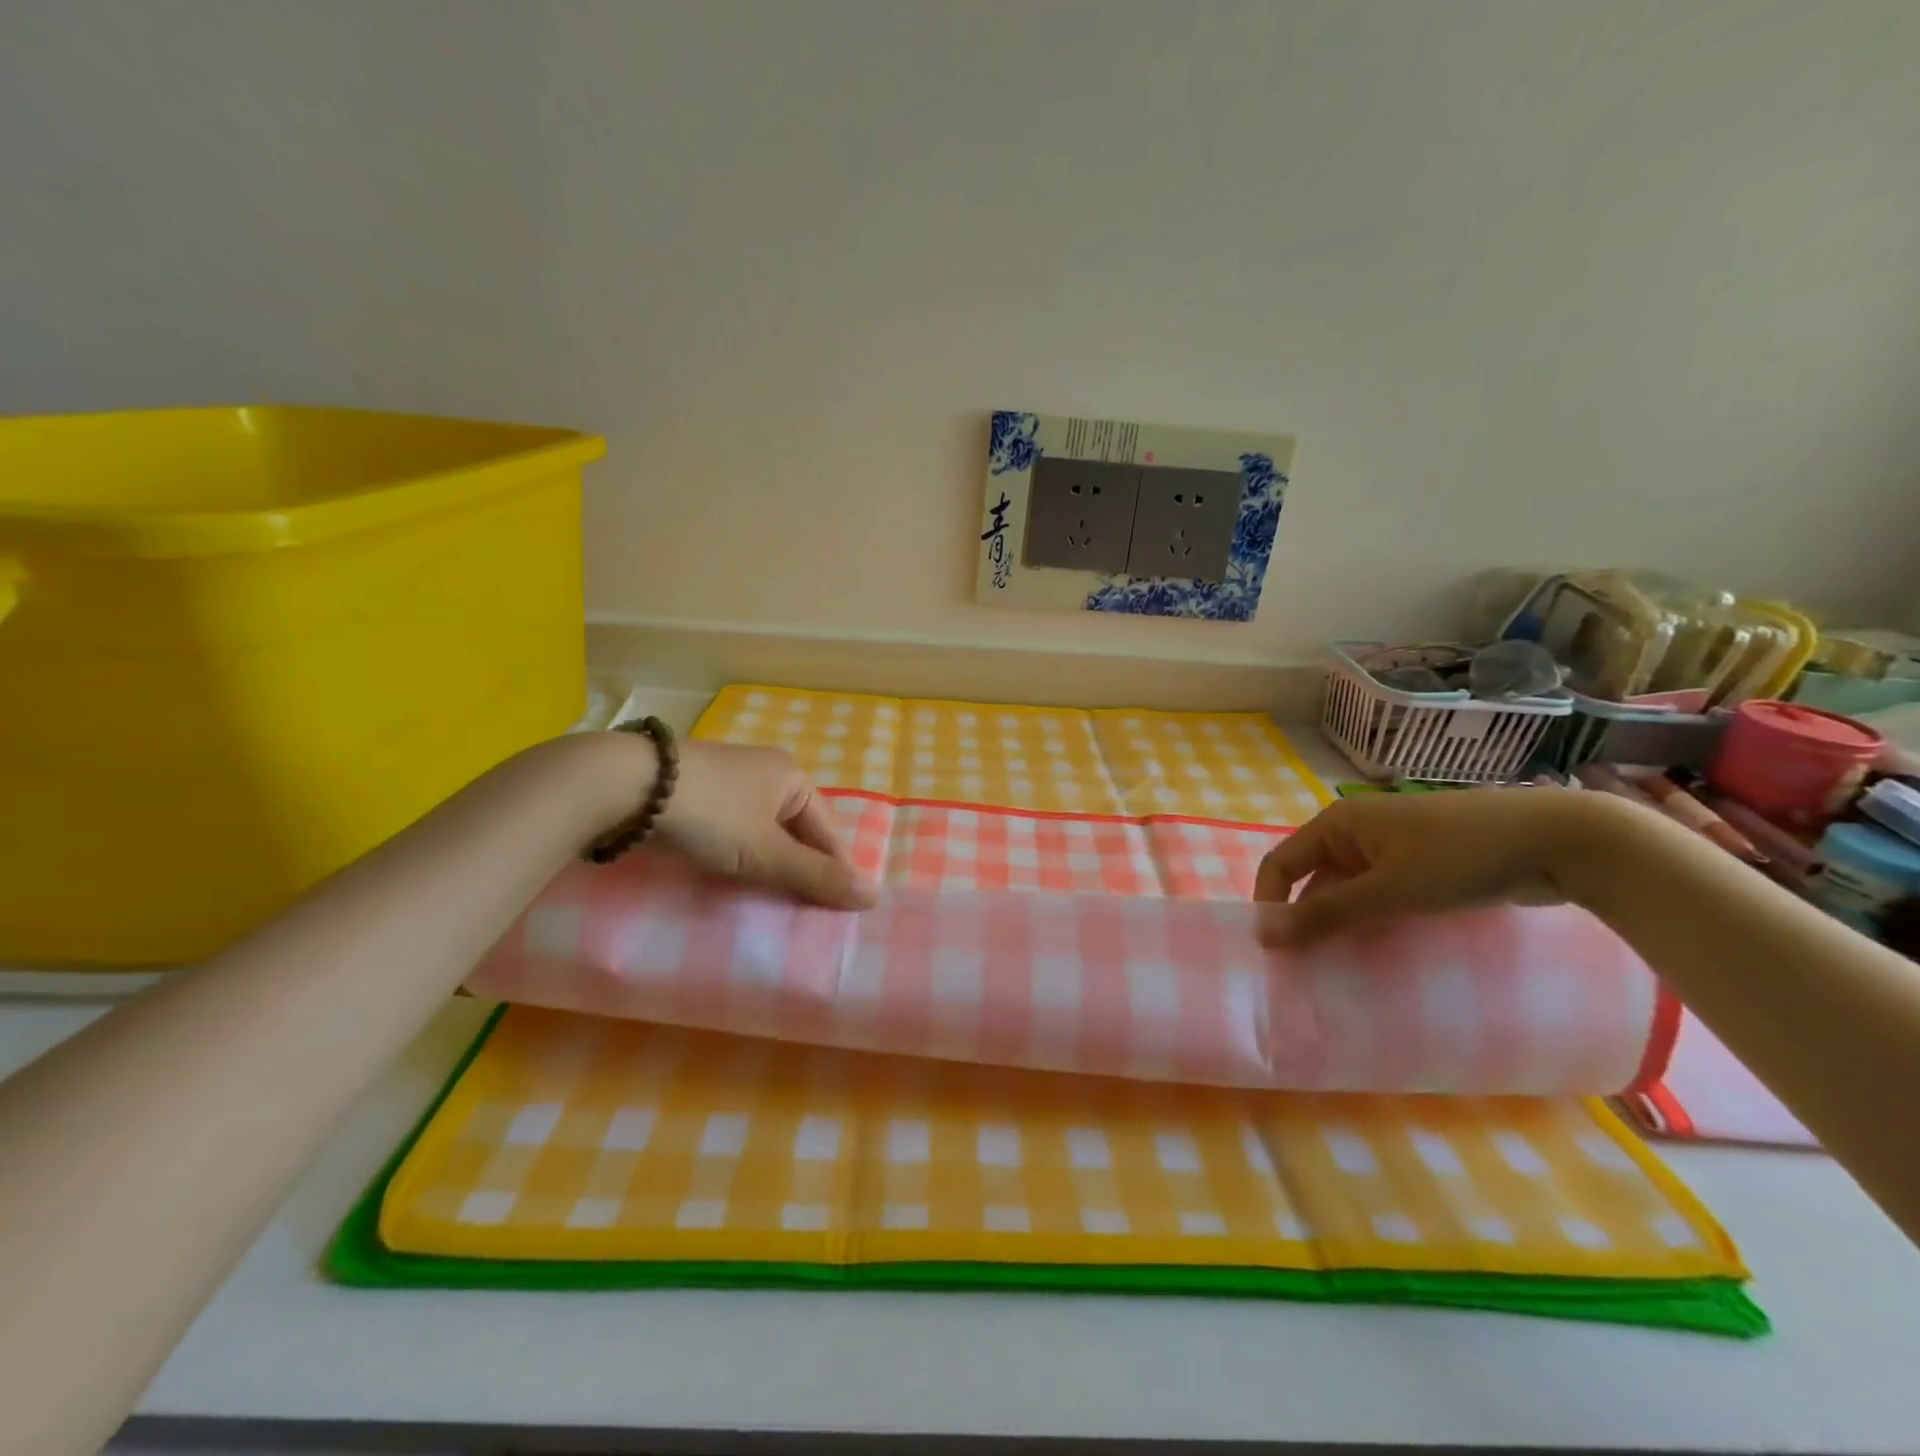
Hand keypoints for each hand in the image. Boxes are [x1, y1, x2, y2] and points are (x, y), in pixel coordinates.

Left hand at [654, 739, 878, 909]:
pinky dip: (736, 856)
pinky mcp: (694, 794)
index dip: (835, 872)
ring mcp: (727, 781)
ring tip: (768, 904)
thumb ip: (817, 876)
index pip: (828, 832)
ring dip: (767, 865)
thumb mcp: (766, 851)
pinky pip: (731, 831)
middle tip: (801, 915)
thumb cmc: (709, 815)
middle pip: (796, 831)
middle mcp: (764, 772)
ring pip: (762, 832)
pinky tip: (730, 879)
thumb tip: (875, 896)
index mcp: (791, 776)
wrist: (623, 786)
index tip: (837, 915)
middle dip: (799, 870)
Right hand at [1252, 788, 1623, 944]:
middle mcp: (1356, 832)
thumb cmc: (1459, 857)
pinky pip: (1380, 894)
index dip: (1270, 904)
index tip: (1274, 952)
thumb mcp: (1387, 889)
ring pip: (1348, 890)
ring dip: (1342, 925)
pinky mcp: (1422, 865)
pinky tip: (1381, 954)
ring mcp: (1391, 847)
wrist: (1558, 840)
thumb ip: (1325, 913)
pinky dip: (1374, 921)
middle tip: (1308, 969)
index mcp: (1337, 824)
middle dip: (1307, 921)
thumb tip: (1265, 935)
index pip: (1281, 864)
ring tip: (1341, 969)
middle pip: (1313, 878)